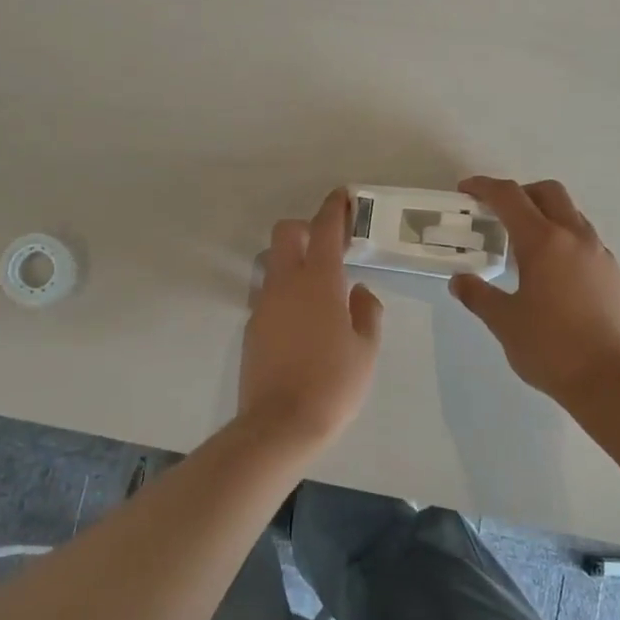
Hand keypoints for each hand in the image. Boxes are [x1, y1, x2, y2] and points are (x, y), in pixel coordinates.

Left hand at [238, 188, 384, 448]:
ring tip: (316, 288)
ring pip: (273, 263)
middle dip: (306, 228)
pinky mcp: (252, 326)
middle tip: (329, 246)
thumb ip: (367, 311)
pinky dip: (285, 293)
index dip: (333, 208)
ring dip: (292, 261)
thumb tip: (359, 291)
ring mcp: (264, 304)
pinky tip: (302, 321)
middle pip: (286, 233)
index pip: (324, 229)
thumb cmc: (334, 383)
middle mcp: (285, 283)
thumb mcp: (366, 348)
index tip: (342, 196)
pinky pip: (268, 294)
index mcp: (319, 282)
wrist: (281, 423)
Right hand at [451, 177, 619, 403]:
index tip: (466, 190)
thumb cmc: (551, 348)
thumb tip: (460, 281)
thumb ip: (478, 295)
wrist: (613, 381)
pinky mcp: (614, 274)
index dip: (484, 187)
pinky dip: (563, 239)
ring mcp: (600, 254)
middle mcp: (575, 237)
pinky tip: (552, 272)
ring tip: (524, 245)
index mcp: (544, 241)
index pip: (510, 197)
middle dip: (520, 193)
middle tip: (498, 213)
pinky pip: (585, 240)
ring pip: (571, 214)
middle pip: (548, 192)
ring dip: (545, 215)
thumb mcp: (504, 322)